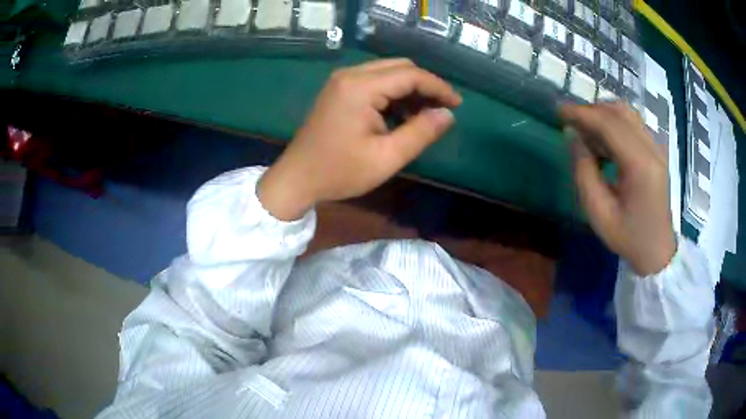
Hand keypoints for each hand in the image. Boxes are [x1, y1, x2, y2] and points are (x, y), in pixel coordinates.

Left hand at [258, 59, 460, 220]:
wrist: (297, 179)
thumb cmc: (340, 172)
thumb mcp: (386, 158)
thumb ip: (420, 133)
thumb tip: (447, 114)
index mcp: (360, 87)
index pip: (411, 74)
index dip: (438, 87)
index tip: (457, 104)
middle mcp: (350, 74)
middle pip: (400, 67)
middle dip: (425, 85)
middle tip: (442, 110)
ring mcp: (342, 80)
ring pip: (388, 71)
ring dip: (410, 88)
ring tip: (425, 115)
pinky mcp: (338, 88)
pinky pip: (374, 80)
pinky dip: (393, 92)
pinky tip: (401, 113)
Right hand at [562, 102, 676, 275]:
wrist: (658, 251)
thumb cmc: (629, 237)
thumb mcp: (599, 213)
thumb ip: (584, 172)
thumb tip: (572, 136)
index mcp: (640, 165)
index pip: (609, 124)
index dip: (582, 113)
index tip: (559, 111)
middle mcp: (652, 148)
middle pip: (619, 111)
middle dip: (591, 111)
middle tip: (571, 122)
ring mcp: (657, 148)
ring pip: (627, 113)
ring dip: (603, 115)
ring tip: (586, 132)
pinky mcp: (657, 151)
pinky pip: (633, 124)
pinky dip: (615, 124)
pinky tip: (604, 142)